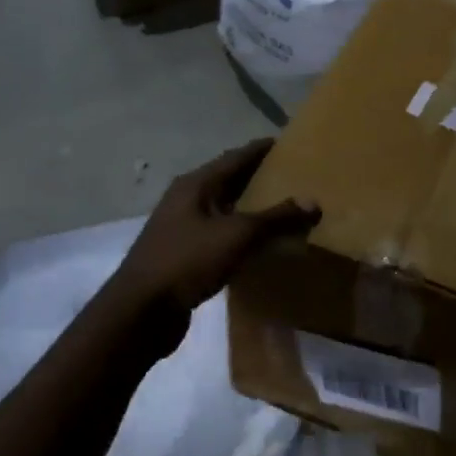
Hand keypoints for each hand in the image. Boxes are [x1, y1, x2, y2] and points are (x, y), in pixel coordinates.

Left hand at [114, 140, 319, 316]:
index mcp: (195, 185)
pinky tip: (261, 246)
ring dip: (251, 210)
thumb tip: (313, 202)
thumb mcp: (237, 235)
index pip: (235, 157)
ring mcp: (182, 229)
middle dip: (259, 179)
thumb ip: (276, 218)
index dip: (262, 150)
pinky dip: (242, 236)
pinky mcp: (184, 256)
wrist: (141, 311)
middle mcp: (186, 200)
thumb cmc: (187, 261)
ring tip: (285, 211)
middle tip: (295, 179)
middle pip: (229, 182)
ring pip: (224, 211)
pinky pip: (220, 237)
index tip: (290, 144)